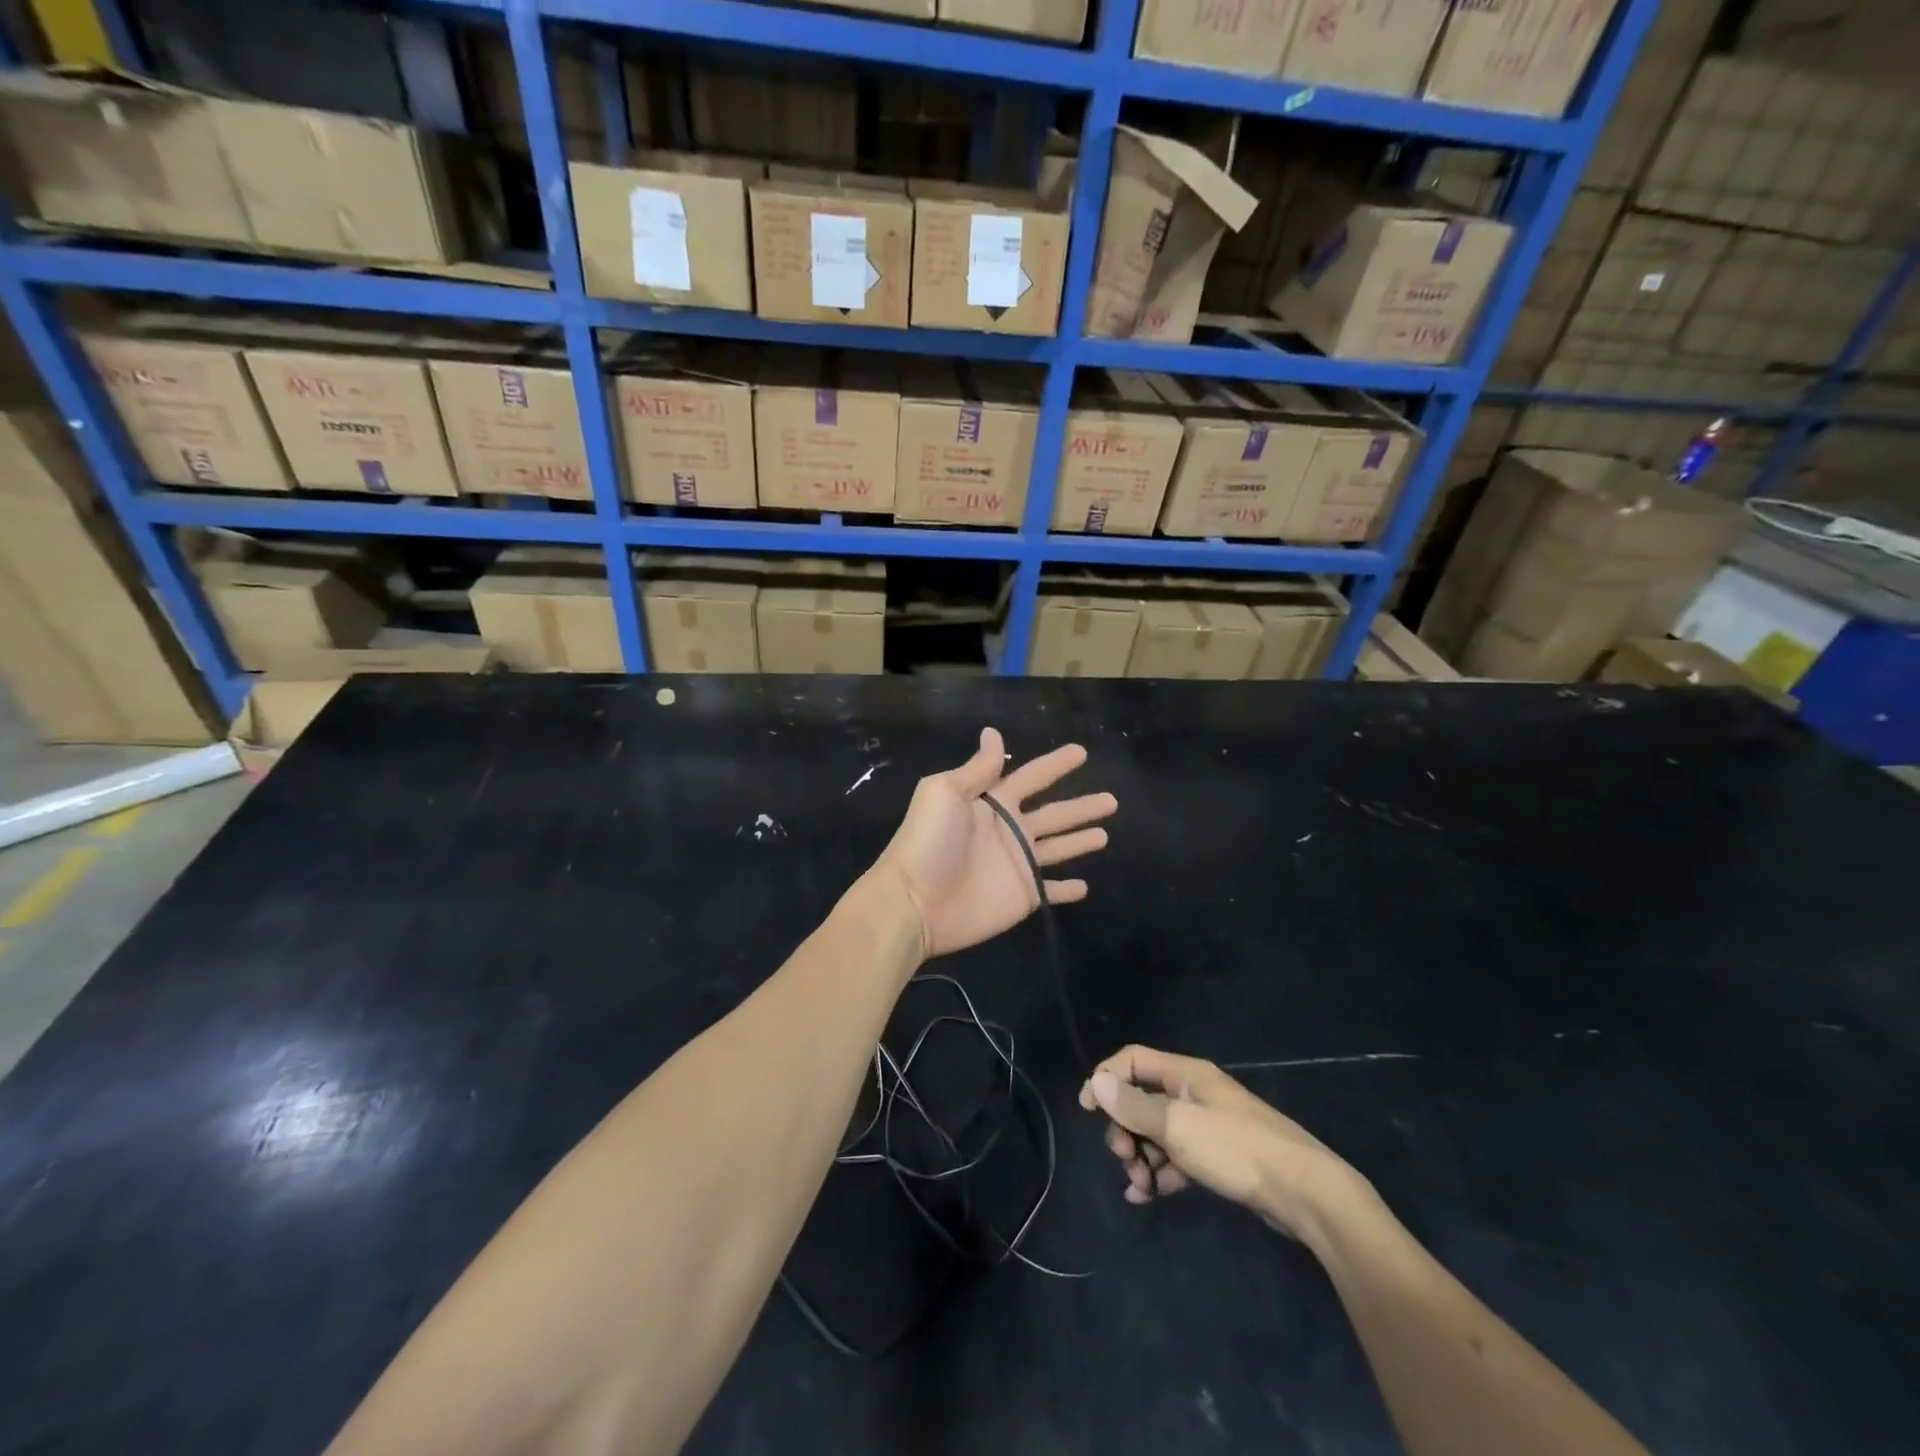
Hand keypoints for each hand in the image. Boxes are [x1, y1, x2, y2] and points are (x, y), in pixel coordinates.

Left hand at [872, 727, 1115, 958]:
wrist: (914, 901)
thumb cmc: (929, 841)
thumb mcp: (946, 792)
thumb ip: (977, 768)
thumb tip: (993, 732)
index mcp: (992, 802)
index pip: (1032, 777)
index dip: (1055, 765)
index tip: (1081, 752)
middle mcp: (1009, 830)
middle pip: (1054, 813)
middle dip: (1081, 806)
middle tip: (1112, 799)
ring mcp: (1018, 864)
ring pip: (1058, 848)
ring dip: (1080, 840)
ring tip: (1105, 833)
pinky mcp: (1022, 896)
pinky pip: (1050, 891)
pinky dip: (1066, 889)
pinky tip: (1085, 886)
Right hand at [1078, 1045, 1374, 1243]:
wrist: (1305, 1194)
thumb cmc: (1236, 1149)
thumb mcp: (1178, 1127)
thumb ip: (1134, 1106)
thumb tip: (1096, 1082)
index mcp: (1185, 1074)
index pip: (1133, 1060)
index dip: (1106, 1078)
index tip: (1086, 1109)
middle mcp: (1194, 1093)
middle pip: (1141, 1099)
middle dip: (1124, 1127)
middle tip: (1123, 1157)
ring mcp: (1207, 1125)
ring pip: (1157, 1132)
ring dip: (1140, 1155)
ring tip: (1139, 1186)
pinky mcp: (1218, 1157)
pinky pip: (1176, 1158)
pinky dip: (1159, 1172)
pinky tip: (1148, 1196)